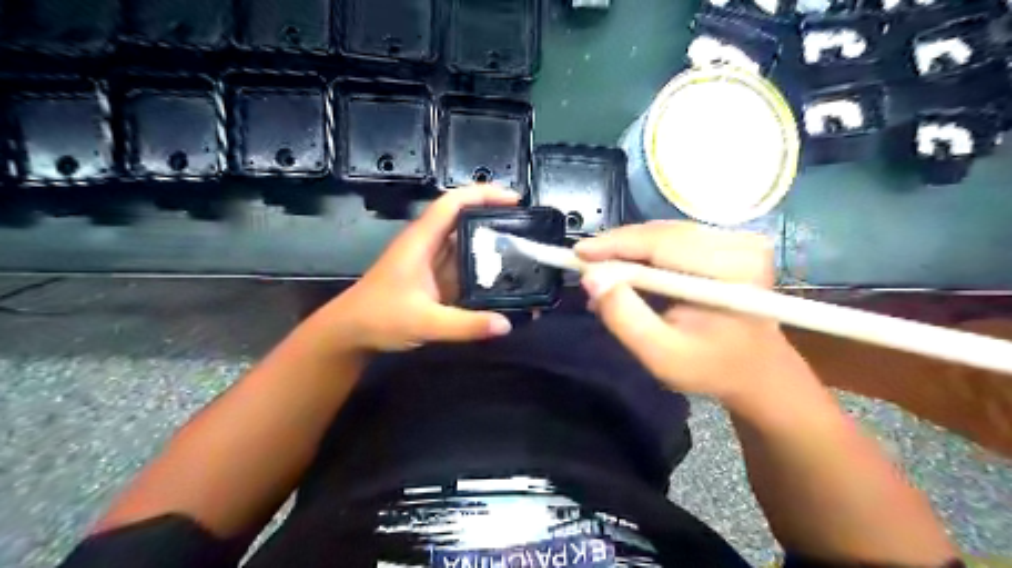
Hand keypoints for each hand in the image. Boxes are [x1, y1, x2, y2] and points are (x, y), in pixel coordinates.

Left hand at [316, 186, 516, 351]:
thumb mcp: (425, 322)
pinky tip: (503, 279)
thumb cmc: (379, 318)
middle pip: (464, 220)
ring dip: (491, 245)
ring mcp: (431, 263)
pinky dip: (483, 269)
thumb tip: (507, 324)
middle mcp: (428, 245)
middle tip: (528, 229)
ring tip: (524, 252)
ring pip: (465, 244)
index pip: (453, 203)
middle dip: (495, 218)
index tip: (515, 200)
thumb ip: (466, 325)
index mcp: (421, 240)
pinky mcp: (434, 280)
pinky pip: (463, 267)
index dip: (483, 194)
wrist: (350, 334)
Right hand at [577, 219, 806, 400]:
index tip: (577, 252)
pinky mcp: (728, 241)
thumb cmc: (709, 367)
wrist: (754, 368)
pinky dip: (645, 253)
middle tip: (584, 264)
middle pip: (662, 233)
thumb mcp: (661, 355)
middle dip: (618, 248)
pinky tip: (627, 271)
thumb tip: (591, 278)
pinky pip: (673, 239)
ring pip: (664, 233)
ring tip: (602, 273)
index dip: (616, 244)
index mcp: (732, 272)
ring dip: (629, 251)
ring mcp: (736, 239)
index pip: (663, 244)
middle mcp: (740, 244)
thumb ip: (624, 317)